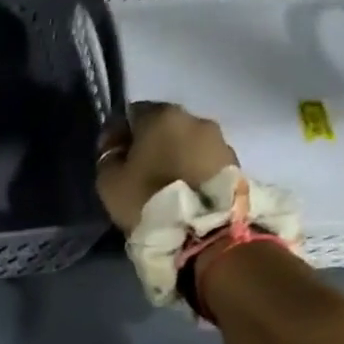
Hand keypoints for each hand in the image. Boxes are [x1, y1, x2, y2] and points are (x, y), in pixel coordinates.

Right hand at [95, 102, 239, 229]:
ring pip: (186, 143)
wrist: (203, 229)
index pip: (132, 113)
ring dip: (173, 157)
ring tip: (162, 185)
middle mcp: (194, 118)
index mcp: (161, 115)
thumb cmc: (148, 198)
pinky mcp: (235, 164)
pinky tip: (182, 191)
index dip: (118, 133)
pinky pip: (203, 161)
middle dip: (149, 144)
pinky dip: (191, 171)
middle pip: (163, 126)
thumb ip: (110, 159)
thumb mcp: (109, 182)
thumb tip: (117, 150)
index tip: (111, 155)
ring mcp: (220, 140)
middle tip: (136, 171)